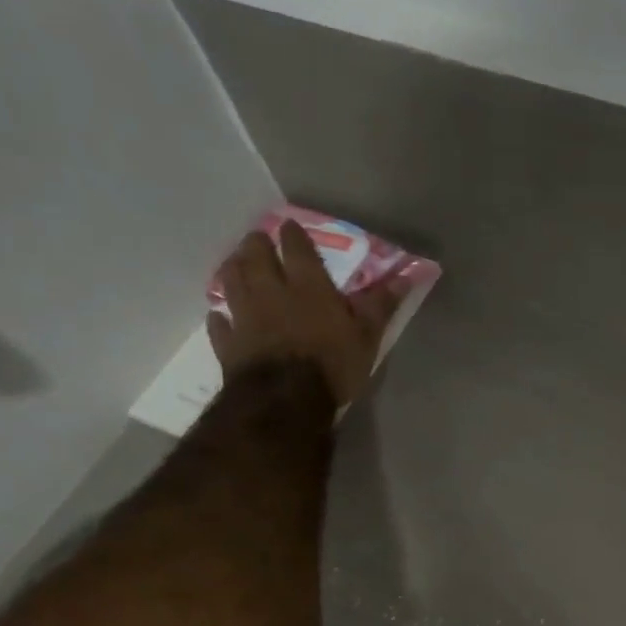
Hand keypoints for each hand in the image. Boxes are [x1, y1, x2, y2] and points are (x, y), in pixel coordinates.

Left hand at [207, 221, 405, 406]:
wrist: (286, 400)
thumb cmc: (333, 364)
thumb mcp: (367, 335)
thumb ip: (380, 305)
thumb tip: (405, 276)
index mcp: (308, 287)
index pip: (297, 249)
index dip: (293, 235)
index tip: (290, 225)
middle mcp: (271, 292)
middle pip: (256, 258)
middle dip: (256, 245)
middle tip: (258, 240)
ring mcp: (245, 317)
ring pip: (231, 283)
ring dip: (233, 270)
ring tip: (235, 264)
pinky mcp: (229, 343)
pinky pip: (220, 324)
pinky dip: (220, 317)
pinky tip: (220, 315)